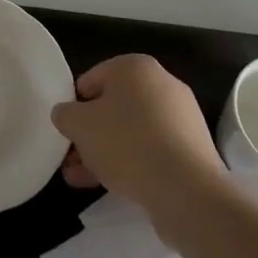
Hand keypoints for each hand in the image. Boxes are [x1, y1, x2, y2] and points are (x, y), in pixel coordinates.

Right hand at [52, 54, 227, 224]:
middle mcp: (162, 83)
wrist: (187, 191)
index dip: (73, 107)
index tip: (66, 133)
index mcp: (135, 66)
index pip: (90, 80)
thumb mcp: (78, 125)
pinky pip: (153, 149)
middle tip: (72, 159)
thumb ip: (65, 114)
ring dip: (106, 151)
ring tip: (83, 179)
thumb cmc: (126, 143)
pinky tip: (113, 185)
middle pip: (112, 107)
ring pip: (132, 131)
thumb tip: (66, 114)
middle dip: (90, 134)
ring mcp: (182, 116)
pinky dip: (132, 162)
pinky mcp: (193, 147)